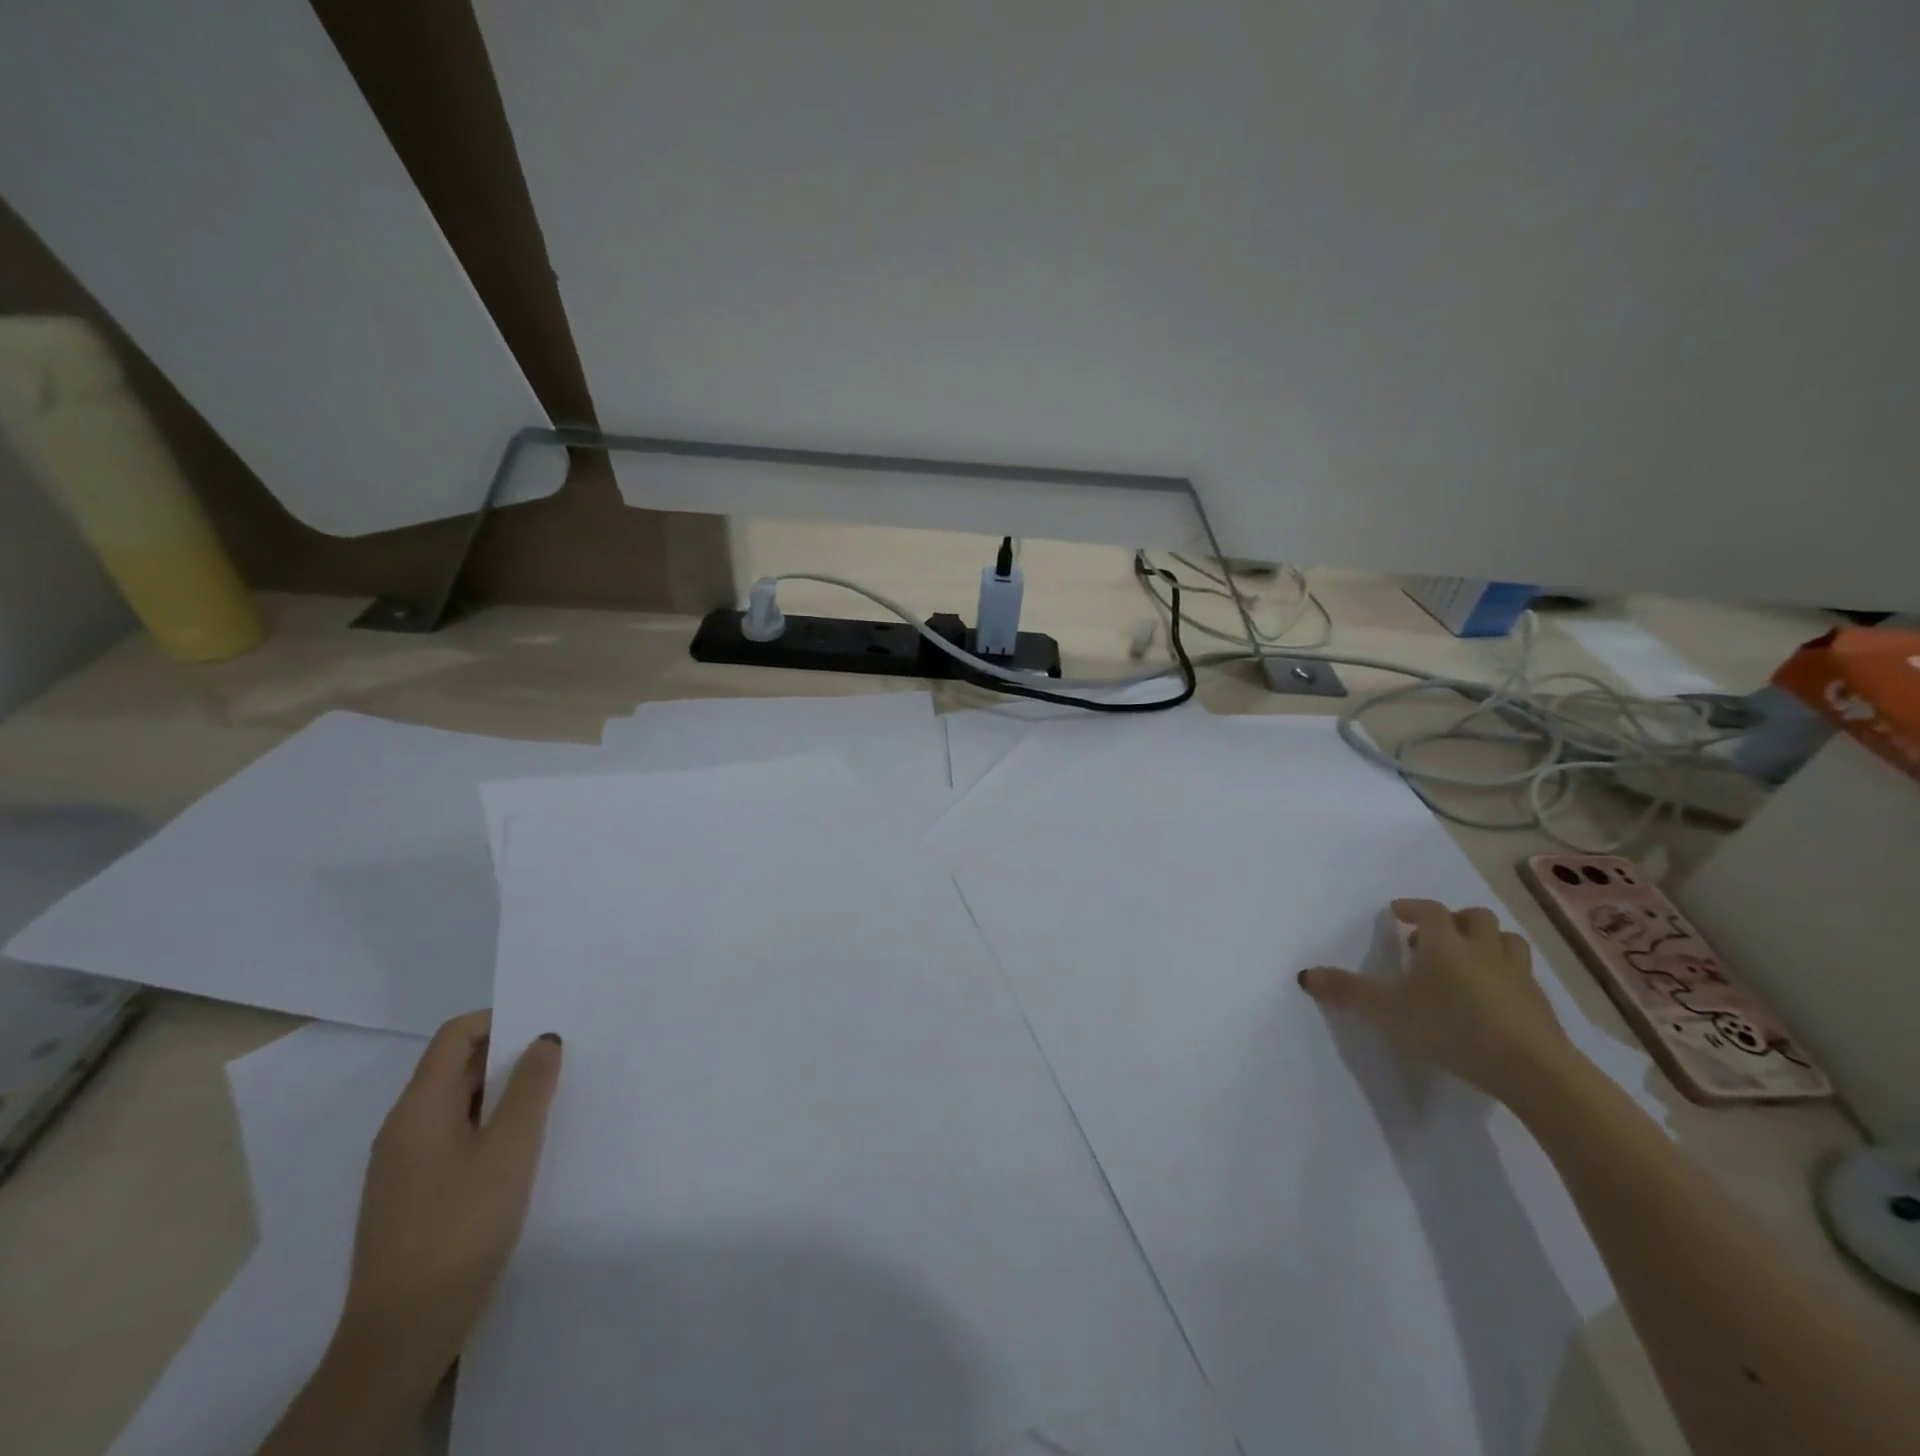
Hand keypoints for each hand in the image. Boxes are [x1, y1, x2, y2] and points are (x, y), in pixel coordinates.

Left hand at [339, 1011, 562, 1382]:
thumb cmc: (460, 1225)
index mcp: (418, 1108)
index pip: (455, 1036)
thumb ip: (531, 1087)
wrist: (404, 1332)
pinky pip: (453, 1138)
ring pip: (457, 1105)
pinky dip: (488, 1126)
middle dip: (507, 1056)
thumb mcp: (511, 1148)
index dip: (500, 1020)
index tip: (545, 1027)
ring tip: (550, 1100)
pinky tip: (520, 1149)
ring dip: (501, 1094)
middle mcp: (402, 1128)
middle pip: (455, 1067)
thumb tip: (544, 1039)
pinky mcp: (412, 1196)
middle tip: (560, 1059)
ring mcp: (403, 1166)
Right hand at [1299, 898, 1577, 1105]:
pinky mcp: (1540, 1004)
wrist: (1532, 1069)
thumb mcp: (1387, 1010)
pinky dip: (1507, 975)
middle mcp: (1482, 949)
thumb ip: (1347, 992)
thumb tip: (1304, 975)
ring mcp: (1517, 976)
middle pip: (1476, 917)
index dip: (1413, 907)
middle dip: (1455, 921)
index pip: (1429, 910)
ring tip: (1469, 961)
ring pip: (1508, 941)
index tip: (1398, 913)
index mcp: (1444, 943)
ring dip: (1488, 942)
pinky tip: (1495, 998)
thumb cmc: (1451, 1027)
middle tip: (1434, 940)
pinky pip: (1524, 976)